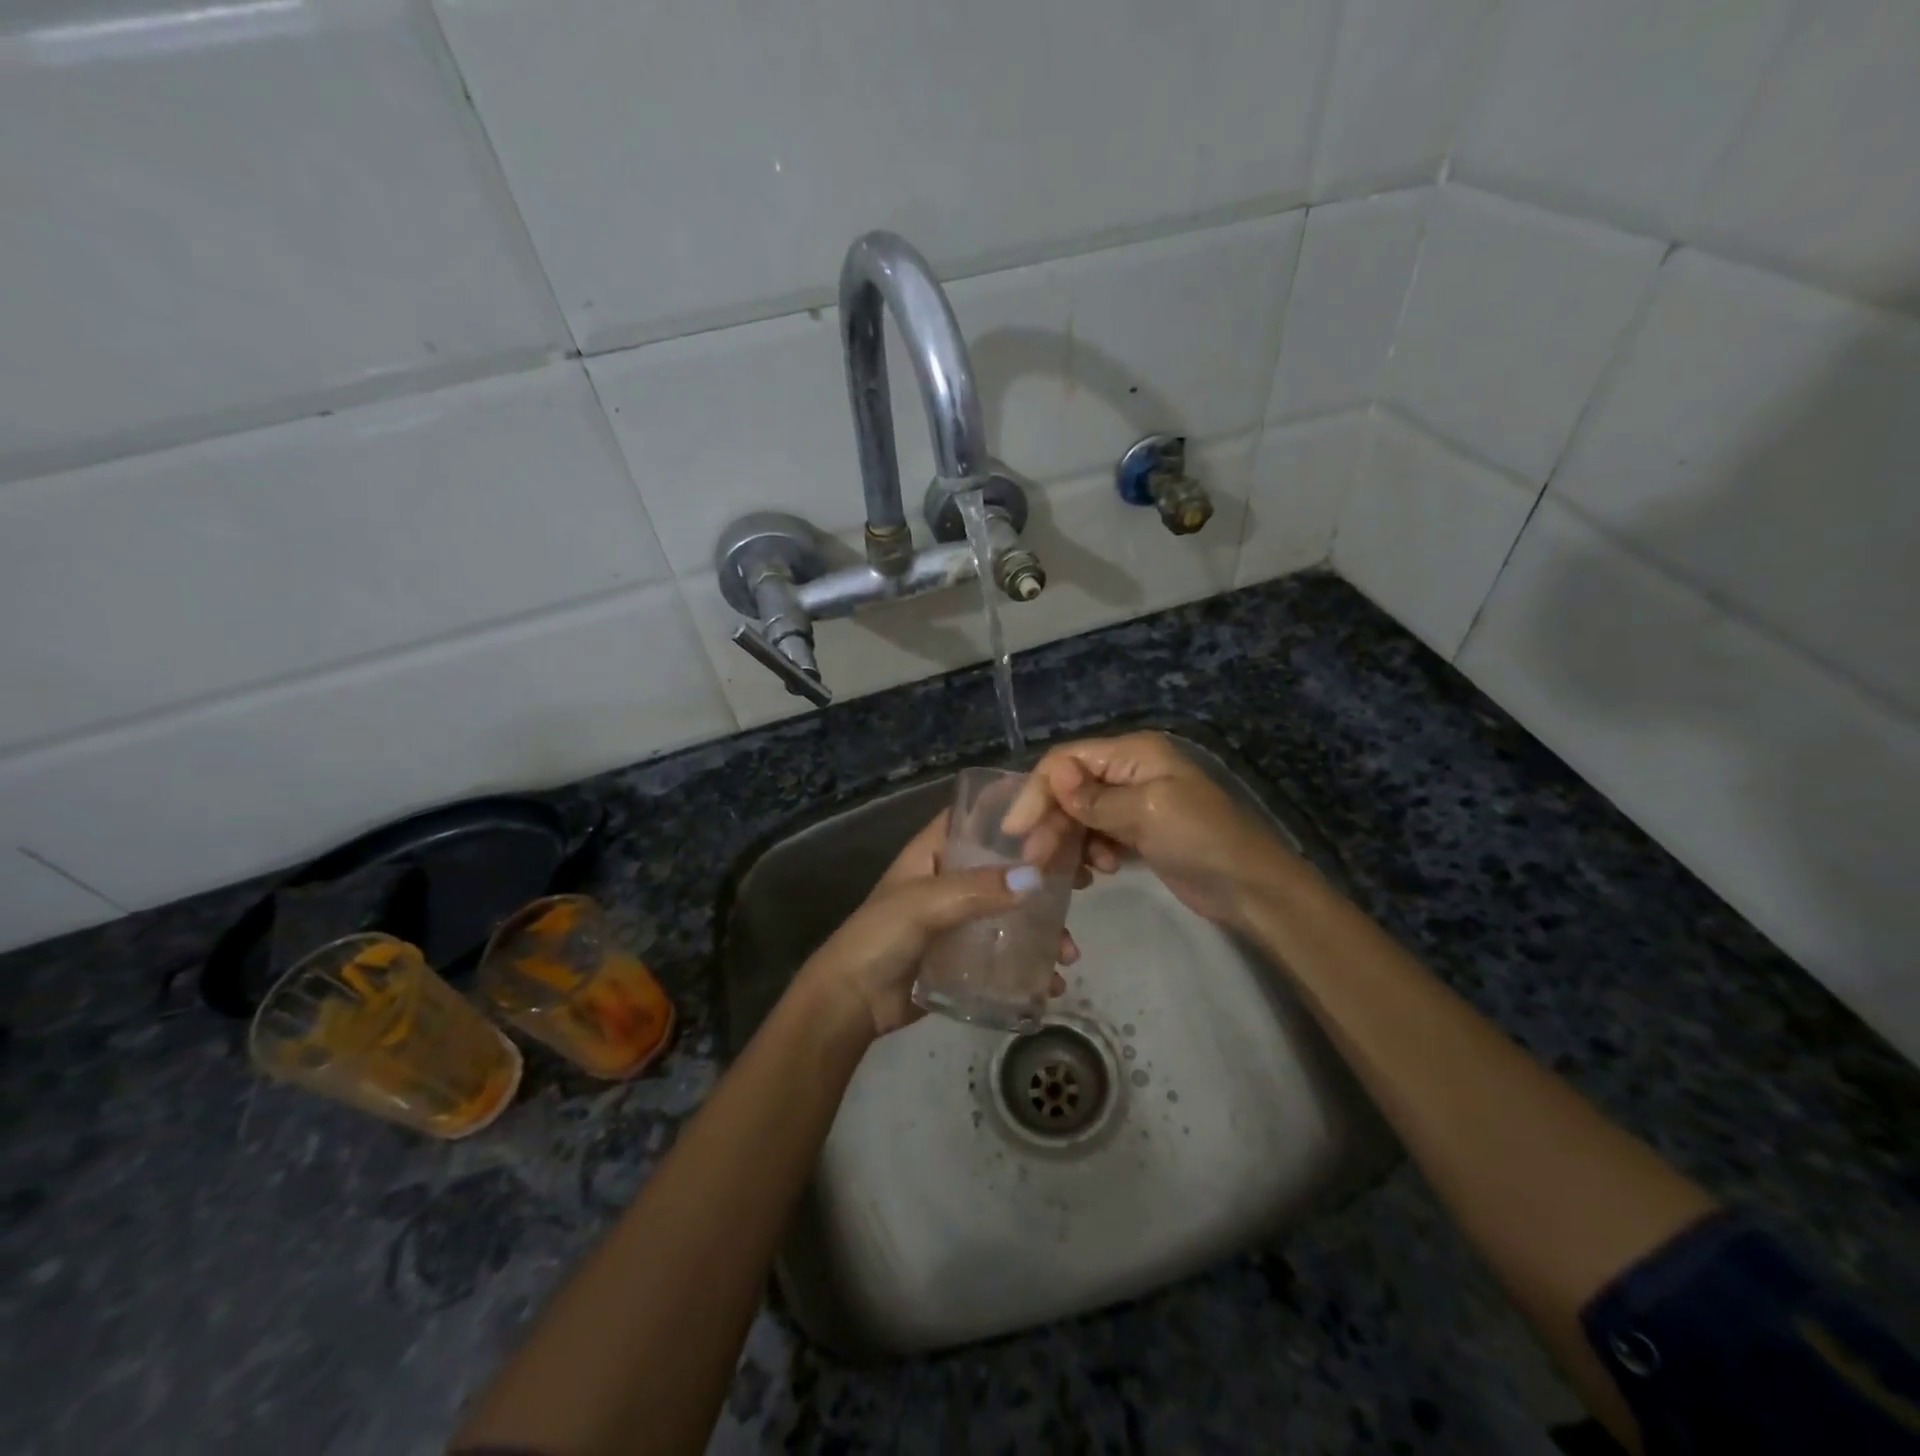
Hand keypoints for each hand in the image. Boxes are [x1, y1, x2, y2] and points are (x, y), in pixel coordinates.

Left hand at [797, 810, 1082, 1038]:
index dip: (1015, 813)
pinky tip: (1053, 980)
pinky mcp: (968, 954)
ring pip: (1014, 910)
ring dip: (1045, 926)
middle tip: (1085, 882)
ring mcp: (961, 918)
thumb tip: (1036, 876)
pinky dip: (1032, 961)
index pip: (977, 818)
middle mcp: (952, 878)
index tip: (1060, 818)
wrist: (852, 1004)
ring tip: (1068, 951)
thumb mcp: (924, 905)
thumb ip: (976, 890)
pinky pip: (1008, 950)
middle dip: (1046, 873)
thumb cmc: (880, 938)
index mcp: (934, 851)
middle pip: (1006, 864)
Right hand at [1002, 731, 1295, 931]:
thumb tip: (1053, 771)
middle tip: (1035, 862)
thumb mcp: (1147, 813)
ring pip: (1079, 816)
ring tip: (1070, 874)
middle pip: (1070, 789)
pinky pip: (1096, 836)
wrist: (1251, 888)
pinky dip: (1088, 853)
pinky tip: (1096, 873)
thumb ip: (1096, 798)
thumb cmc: (1202, 840)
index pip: (1067, 760)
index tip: (1016, 830)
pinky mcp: (1137, 832)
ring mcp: (1133, 803)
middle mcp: (1129, 771)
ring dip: (1068, 842)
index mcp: (1133, 754)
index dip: (1038, 791)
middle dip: (1051, 823)